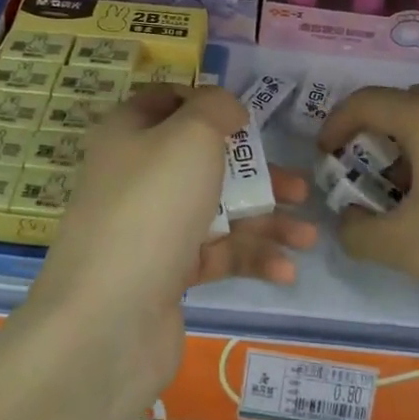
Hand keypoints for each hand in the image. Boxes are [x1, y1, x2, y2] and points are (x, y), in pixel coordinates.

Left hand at [26, 85, 315, 415]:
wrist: (110, 316)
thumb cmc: (154, 205)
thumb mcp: (190, 136)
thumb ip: (216, 109)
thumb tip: (226, 108)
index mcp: (129, 134)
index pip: (166, 102)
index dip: (206, 105)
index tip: (247, 119)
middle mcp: (136, 177)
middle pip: (204, 162)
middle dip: (256, 174)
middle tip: (301, 188)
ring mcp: (149, 228)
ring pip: (216, 211)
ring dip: (265, 221)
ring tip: (308, 237)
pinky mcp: (164, 274)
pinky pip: (214, 255)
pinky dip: (249, 258)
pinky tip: (285, 270)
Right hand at [317, 85, 418, 334]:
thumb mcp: (405, 248)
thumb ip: (358, 231)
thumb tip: (349, 219)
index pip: (365, 103)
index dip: (335, 125)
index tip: (326, 156)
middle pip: (404, 106)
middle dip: (375, 137)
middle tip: (367, 177)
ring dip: (413, 147)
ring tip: (411, 195)